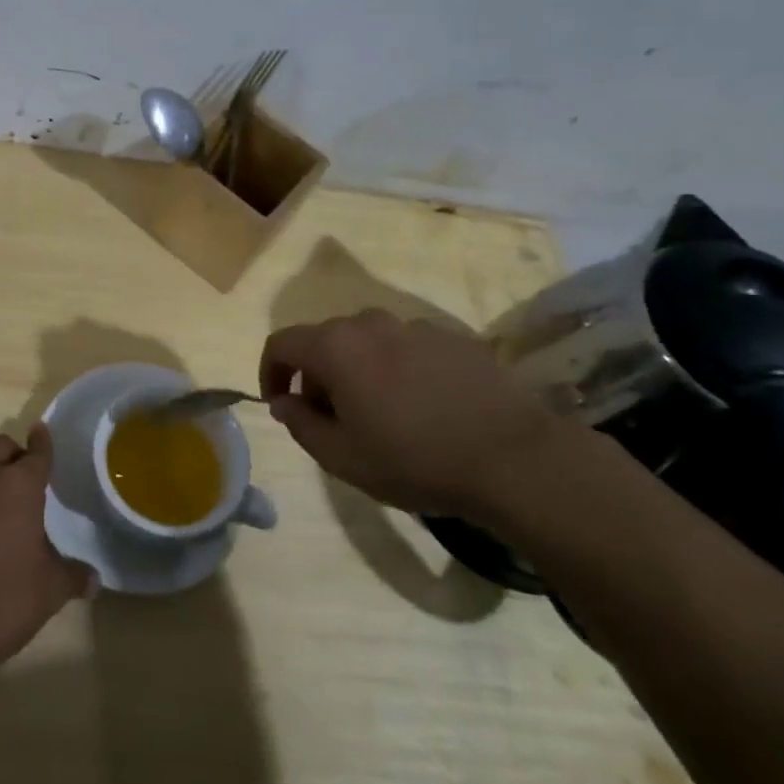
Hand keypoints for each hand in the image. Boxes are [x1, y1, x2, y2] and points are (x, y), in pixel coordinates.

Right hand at [258, 308, 567, 518]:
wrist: (513, 458)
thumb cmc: (414, 459)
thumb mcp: (342, 457)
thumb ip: (300, 424)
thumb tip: (285, 402)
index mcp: (336, 347)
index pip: (281, 343)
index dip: (270, 371)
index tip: (280, 404)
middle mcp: (370, 323)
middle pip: (326, 340)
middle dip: (317, 374)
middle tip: (332, 418)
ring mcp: (416, 326)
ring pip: (369, 341)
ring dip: (360, 369)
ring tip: (381, 412)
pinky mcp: (455, 337)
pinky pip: (409, 347)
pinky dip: (400, 368)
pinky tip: (424, 406)